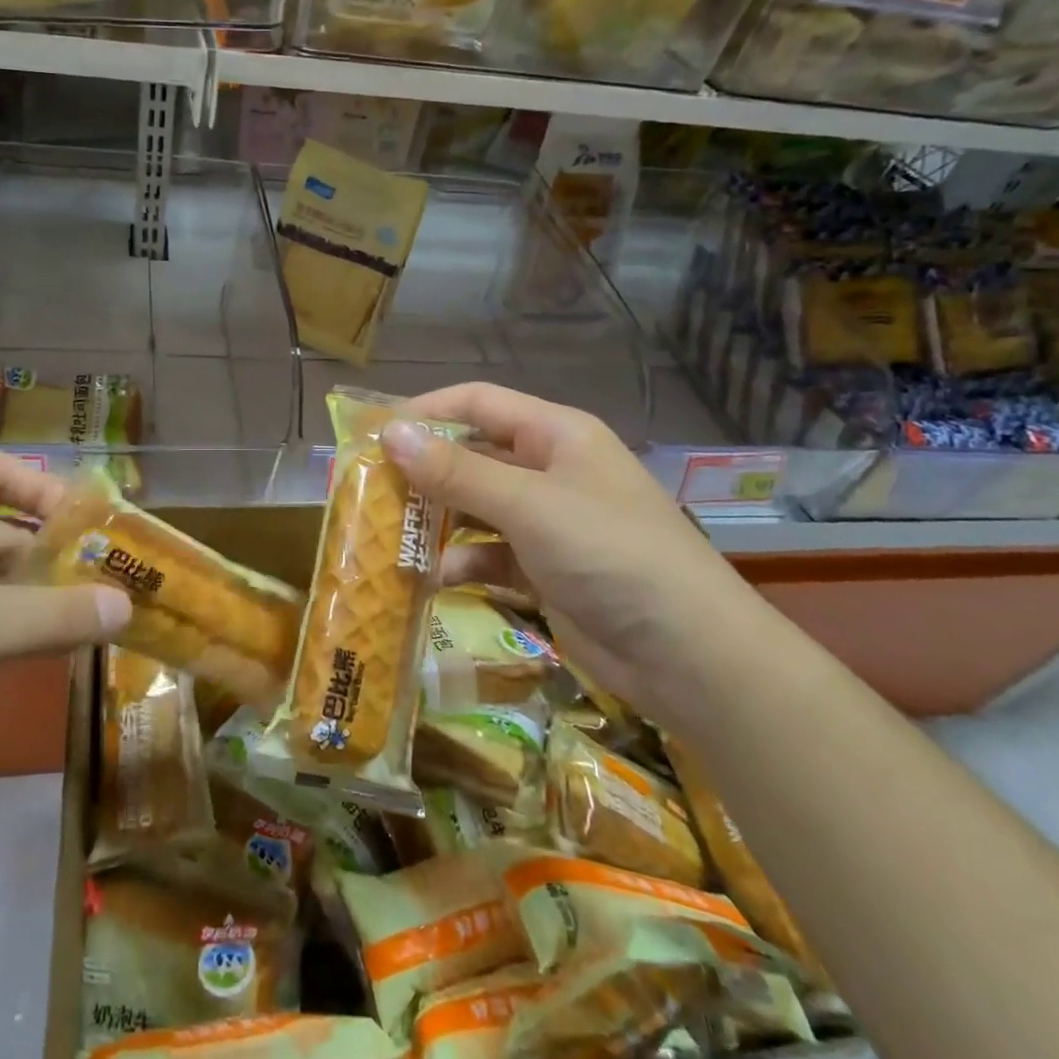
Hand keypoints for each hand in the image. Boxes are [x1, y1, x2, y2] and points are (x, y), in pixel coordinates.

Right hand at [382, 383, 769, 716]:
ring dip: (437, 519)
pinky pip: (490, 554)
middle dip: (424, 470)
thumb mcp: (528, 505)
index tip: (374, 432)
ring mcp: (548, 522)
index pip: (478, 403)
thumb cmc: (610, 554)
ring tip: (387, 533)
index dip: (426, 411)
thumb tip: (390, 433)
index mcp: (556, 435)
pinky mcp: (545, 570)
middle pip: (473, 455)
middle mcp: (550, 470)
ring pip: (476, 506)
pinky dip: (462, 562)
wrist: (690, 655)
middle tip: (368, 487)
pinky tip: (433, 577)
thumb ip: (456, 471)